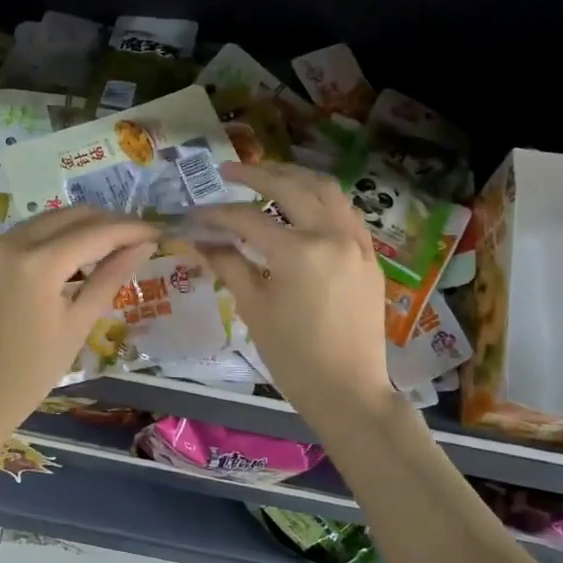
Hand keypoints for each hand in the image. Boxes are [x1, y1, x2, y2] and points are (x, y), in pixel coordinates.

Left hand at [0, 207, 157, 436]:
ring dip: (77, 226)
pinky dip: (49, 238)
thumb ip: (110, 277)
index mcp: (38, 265)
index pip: (95, 233)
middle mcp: (10, 244)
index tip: (157, 231)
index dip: (131, 229)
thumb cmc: (34, 370)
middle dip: (106, 221)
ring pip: (44, 220)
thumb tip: (143, 245)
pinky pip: (21, 235)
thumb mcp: (79, 324)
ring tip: (107, 244)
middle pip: (69, 216)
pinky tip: (68, 256)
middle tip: (135, 237)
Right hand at [194, 163, 395, 433]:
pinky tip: (302, 203)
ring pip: (326, 190)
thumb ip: (228, 265)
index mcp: (299, 252)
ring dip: (294, 177)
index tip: (194, 214)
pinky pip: (344, 212)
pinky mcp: (368, 256)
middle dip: (256, 174)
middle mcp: (332, 235)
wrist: (349, 391)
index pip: (249, 219)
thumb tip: (200, 241)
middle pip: (291, 187)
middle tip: (227, 171)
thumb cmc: (293, 357)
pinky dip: (320, 198)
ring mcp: (356, 243)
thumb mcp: (254, 309)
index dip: (216, 215)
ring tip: (267, 174)